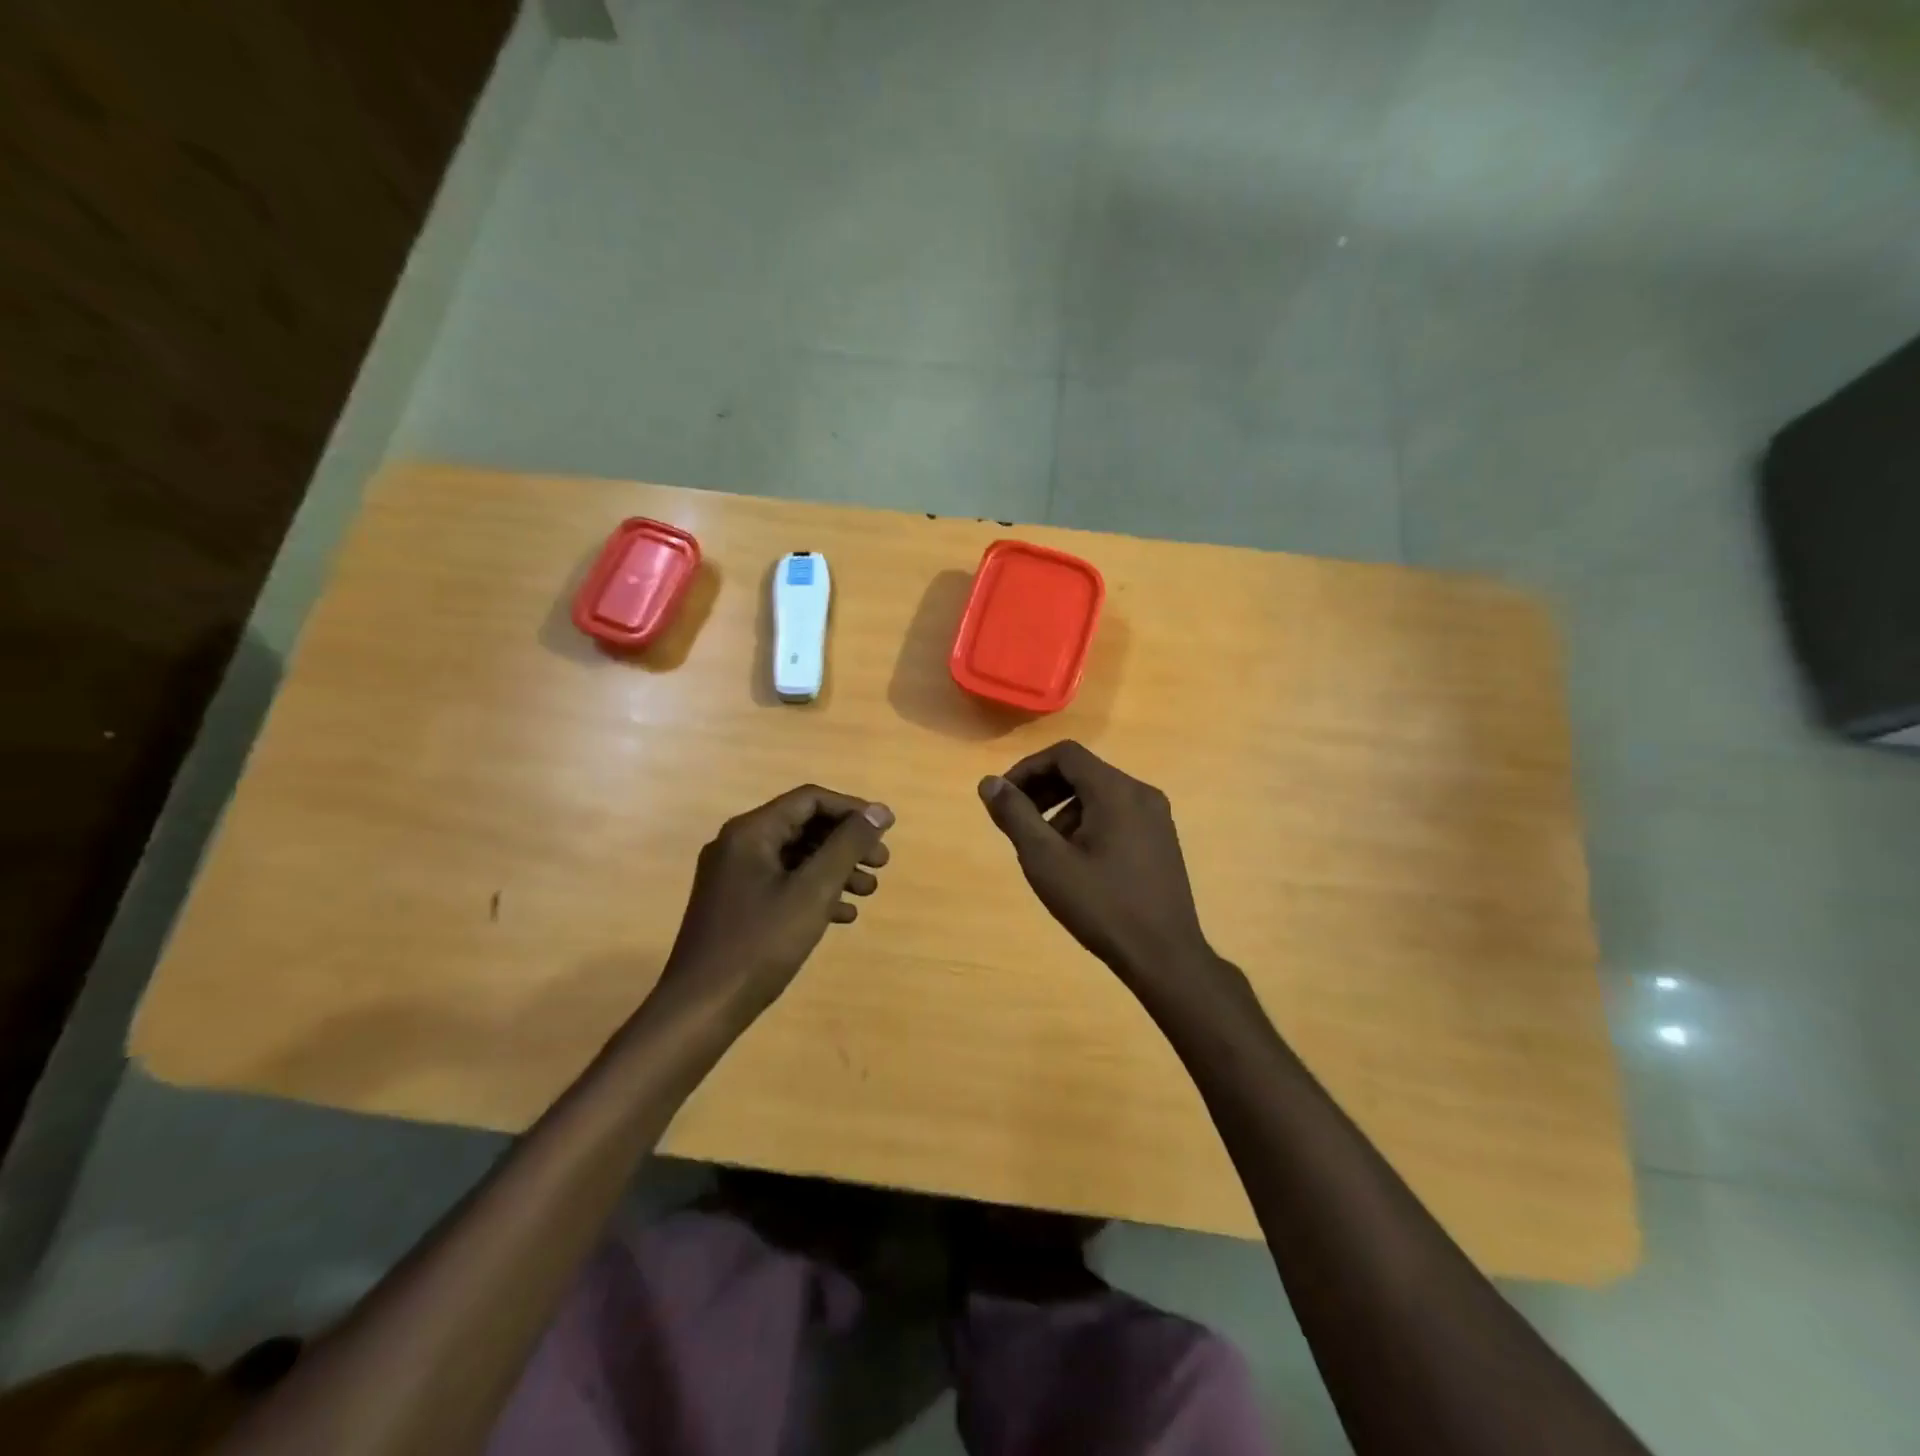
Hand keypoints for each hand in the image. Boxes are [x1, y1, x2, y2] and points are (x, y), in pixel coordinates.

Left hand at [657, 785, 893, 1018]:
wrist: (701, 1007)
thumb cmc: (760, 943)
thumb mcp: (813, 890)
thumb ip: (848, 845)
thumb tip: (879, 811)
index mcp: (751, 832)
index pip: (810, 800)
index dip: (852, 810)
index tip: (885, 830)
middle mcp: (738, 845)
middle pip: (803, 826)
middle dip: (846, 842)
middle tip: (881, 863)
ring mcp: (733, 876)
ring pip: (795, 857)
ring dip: (835, 868)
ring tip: (868, 891)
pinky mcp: (735, 905)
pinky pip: (782, 883)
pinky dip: (814, 891)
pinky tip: (842, 915)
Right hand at [977, 741, 1216, 991]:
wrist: (1164, 956)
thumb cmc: (1101, 905)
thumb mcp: (1046, 860)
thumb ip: (1015, 815)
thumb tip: (989, 782)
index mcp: (1116, 790)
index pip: (1065, 754)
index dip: (1028, 769)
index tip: (1005, 798)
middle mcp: (1141, 793)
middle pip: (1083, 771)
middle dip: (1044, 789)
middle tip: (1017, 820)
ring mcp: (1157, 817)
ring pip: (1100, 794)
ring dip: (1063, 808)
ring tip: (1044, 848)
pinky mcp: (1162, 839)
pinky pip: (1117, 813)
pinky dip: (1088, 822)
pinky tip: (1076, 861)